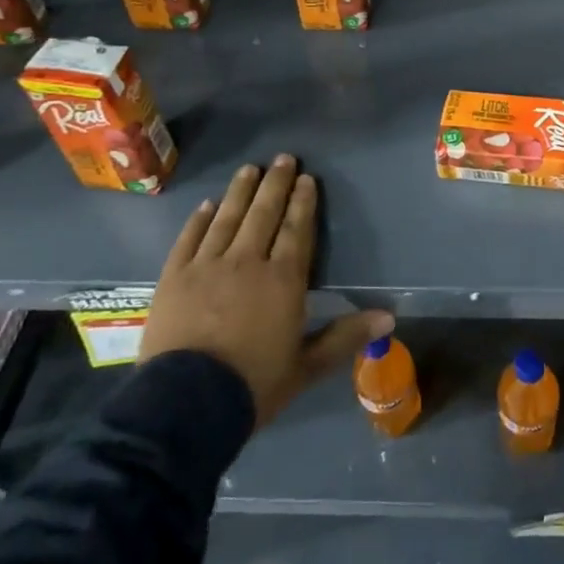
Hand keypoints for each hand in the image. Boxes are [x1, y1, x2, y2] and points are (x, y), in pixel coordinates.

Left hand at [138, 155, 391, 425]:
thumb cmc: (253, 385)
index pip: (297, 230)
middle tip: (283, 158)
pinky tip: (206, 205)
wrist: (184, 405)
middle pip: (263, 214)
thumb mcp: (307, 366)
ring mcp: (206, 266)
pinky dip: (199, 220)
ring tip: (249, 169)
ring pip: (227, 218)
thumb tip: (390, 316)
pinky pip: (189, 239)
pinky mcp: (173, 278)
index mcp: (283, 279)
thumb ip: (346, 336)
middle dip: (275, 184)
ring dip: (240, 192)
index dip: (303, 203)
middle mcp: (247, 261)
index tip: (307, 178)